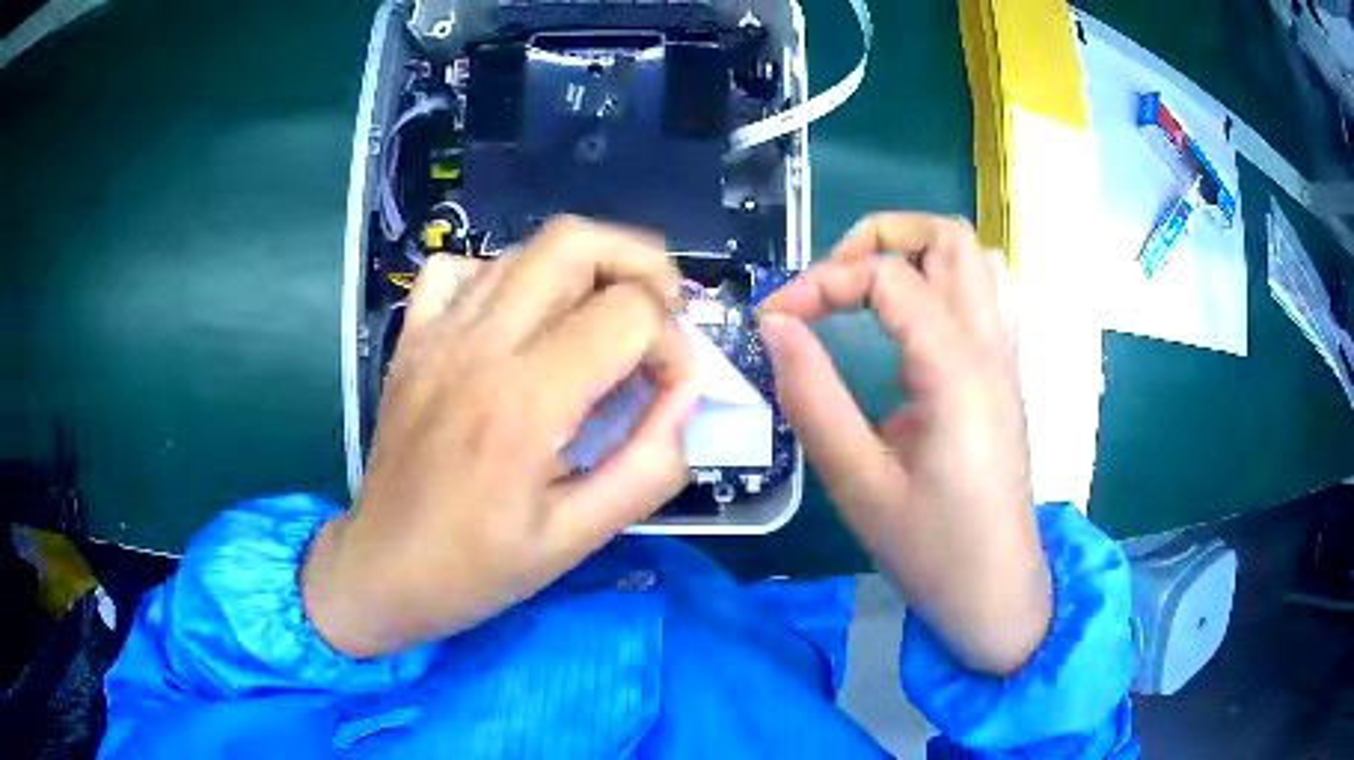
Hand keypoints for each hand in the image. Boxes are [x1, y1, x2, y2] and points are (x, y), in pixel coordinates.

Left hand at [302, 218, 698, 656]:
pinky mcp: (413, 337)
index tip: (670, 391)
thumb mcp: (579, 538)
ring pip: (526, 247)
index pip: (628, 314)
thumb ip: (649, 466)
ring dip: (585, 269)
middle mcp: (479, 346)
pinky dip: (505, 275)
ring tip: (603, 318)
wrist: (383, 569)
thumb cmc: (479, 566)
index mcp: (525, 401)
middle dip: (640, 265)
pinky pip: (460, 268)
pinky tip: (519, 319)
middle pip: (576, 242)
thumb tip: (685, 397)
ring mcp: (437, 332)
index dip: (672, 344)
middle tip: (659, 315)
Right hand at [759, 213, 1048, 674]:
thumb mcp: (858, 483)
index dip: (821, 281)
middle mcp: (989, 346)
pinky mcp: (1004, 376)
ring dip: (916, 255)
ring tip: (866, 294)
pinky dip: (943, 283)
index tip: (774, 318)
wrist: (996, 592)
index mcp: (955, 370)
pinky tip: (910, 325)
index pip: (888, 277)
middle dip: (879, 239)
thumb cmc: (930, 550)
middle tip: (831, 285)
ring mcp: (1005, 357)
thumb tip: (777, 325)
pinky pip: (985, 295)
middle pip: (948, 237)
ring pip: (974, 259)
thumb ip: (812, 396)